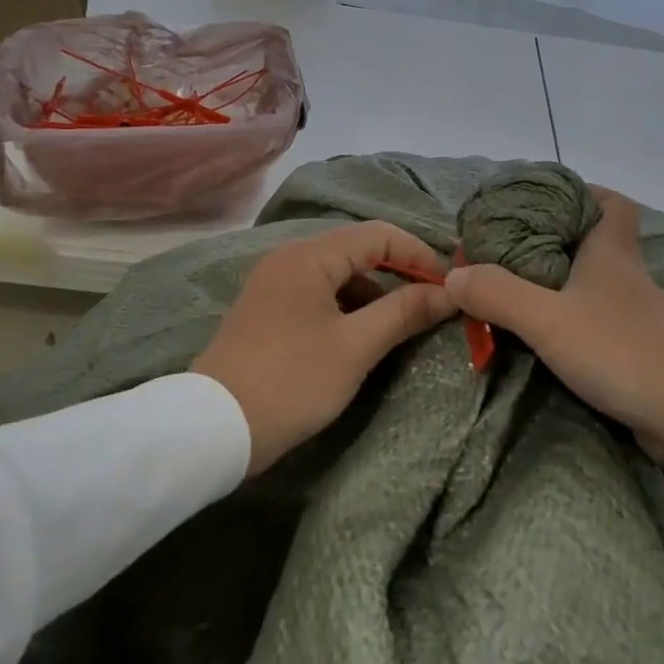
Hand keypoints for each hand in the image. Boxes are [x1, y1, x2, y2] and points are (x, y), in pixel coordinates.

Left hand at [194, 222, 456, 474]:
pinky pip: (318, 293)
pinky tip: (362, 334)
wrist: (214, 428)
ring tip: (403, 322)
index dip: (419, 254)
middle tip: (432, 301)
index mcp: (309, 257)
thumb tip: (449, 292)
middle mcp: (289, 259)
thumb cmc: (292, 380)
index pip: (378, 235)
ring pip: (338, 273)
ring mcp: (274, 284)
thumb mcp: (356, 347)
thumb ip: (404, 312)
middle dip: (398, 272)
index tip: (449, 285)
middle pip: (357, 249)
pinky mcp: (267, 310)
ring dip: (374, 291)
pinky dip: (347, 305)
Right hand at [444, 190, 663, 468]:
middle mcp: (624, 275)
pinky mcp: (633, 348)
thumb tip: (453, 275)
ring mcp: (632, 314)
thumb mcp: (548, 319)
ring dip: (556, 280)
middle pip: (594, 239)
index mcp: (611, 252)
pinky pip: (593, 318)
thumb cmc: (622, 350)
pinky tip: (541, 330)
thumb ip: (498, 294)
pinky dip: (567, 317)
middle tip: (508, 245)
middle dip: (553, 237)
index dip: (582, 192)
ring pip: (591, 281)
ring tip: (511, 285)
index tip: (543, 199)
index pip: (610, 201)